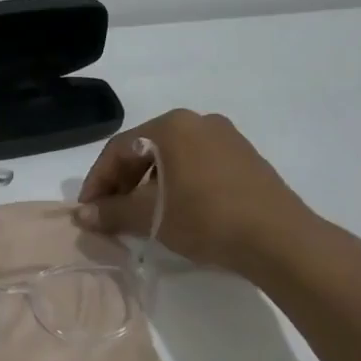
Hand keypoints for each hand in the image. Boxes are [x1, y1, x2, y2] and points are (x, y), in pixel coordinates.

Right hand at [78, 109, 322, 278]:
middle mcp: (199, 121)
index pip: (119, 149)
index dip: (98, 180)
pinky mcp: (245, 158)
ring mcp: (226, 138)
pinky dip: (176, 184)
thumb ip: (112, 212)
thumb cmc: (206, 218)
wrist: (279, 239)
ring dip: (148, 185)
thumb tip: (82, 215)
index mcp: (172, 126)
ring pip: (172, 158)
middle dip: (122, 182)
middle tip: (111, 213)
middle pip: (145, 150)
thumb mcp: (150, 217)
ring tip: (141, 215)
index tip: (88, 209)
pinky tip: (175, 210)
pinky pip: (197, 165)